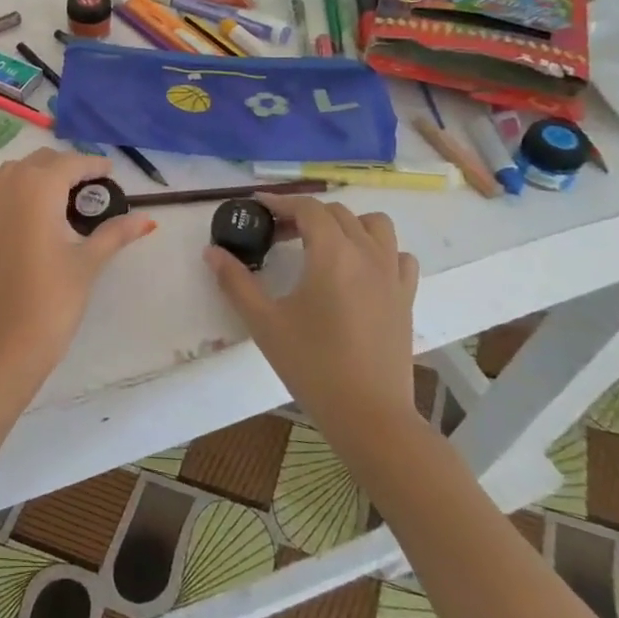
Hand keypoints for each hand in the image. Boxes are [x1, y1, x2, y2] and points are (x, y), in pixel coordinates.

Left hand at [0, 149, 155, 395]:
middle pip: (40, 162)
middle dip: (65, 167)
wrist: (4, 343)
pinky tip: (2, 191)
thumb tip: (149, 220)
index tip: (109, 173)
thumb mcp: (88, 263)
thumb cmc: (53, 301)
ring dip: (33, 172)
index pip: (70, 164)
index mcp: (39, 189)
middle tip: (89, 188)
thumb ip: (115, 234)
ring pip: (10, 171)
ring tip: (56, 193)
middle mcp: (8, 187)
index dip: (92, 165)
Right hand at [205, 194, 420, 458]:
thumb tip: (212, 252)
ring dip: (346, 223)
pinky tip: (359, 270)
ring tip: (322, 245)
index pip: (307, 208)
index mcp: (332, 254)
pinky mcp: (406, 298)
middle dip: (304, 214)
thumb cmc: (312, 365)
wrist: (369, 415)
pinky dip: (379, 250)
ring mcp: (392, 275)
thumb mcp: (264, 322)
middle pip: (337, 213)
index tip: (257, 207)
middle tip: (277, 235)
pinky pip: (399, 256)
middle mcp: (367, 254)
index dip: (280, 202)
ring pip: (375, 226)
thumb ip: (235, 282)